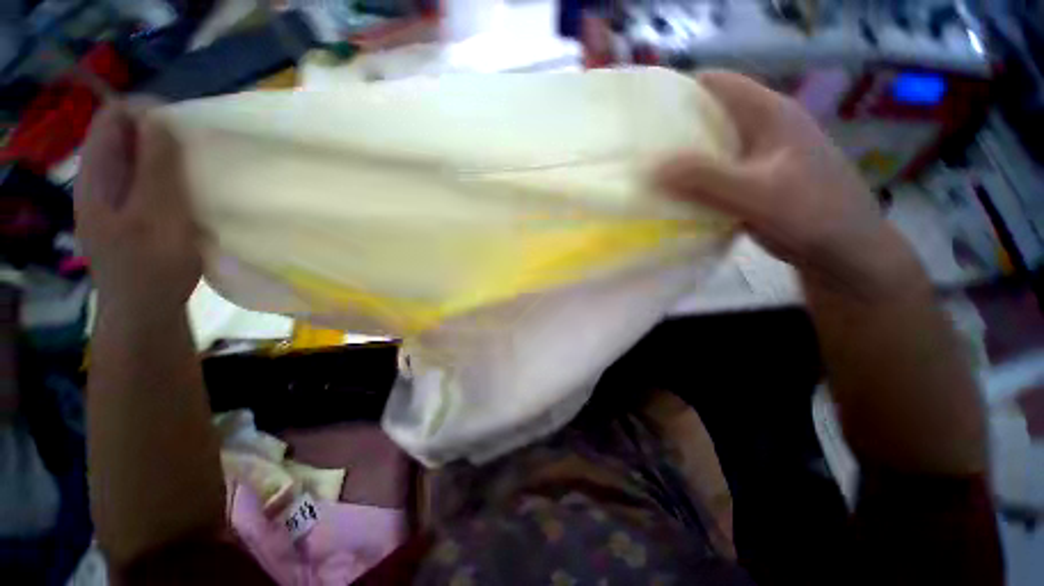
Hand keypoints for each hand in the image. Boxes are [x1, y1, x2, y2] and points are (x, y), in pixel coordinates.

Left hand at [74, 101, 200, 313]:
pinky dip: (172, 177)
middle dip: (162, 134)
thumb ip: (156, 166)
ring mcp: (117, 196)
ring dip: (170, 157)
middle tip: (196, 153)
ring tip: (197, 173)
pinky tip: (189, 193)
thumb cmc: (151, 266)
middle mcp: (102, 178)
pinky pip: (151, 179)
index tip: (185, 129)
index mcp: (96, 174)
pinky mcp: (134, 211)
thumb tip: (160, 117)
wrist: (146, 311)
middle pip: (127, 133)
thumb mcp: (156, 214)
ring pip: (141, 157)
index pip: (113, 116)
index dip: (147, 111)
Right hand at [656, 71, 913, 296]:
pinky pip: (717, 169)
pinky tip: (678, 192)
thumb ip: (704, 179)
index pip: (716, 84)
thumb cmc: (811, 214)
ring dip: (684, 156)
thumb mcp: (755, 194)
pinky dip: (696, 177)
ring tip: (651, 171)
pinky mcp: (757, 177)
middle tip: (640, 150)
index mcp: (769, 113)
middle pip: (710, 114)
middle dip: (674, 129)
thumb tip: (650, 168)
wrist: (845, 250)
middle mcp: (764, 125)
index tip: (642, 116)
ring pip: (712, 144)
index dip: (679, 92)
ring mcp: (761, 152)